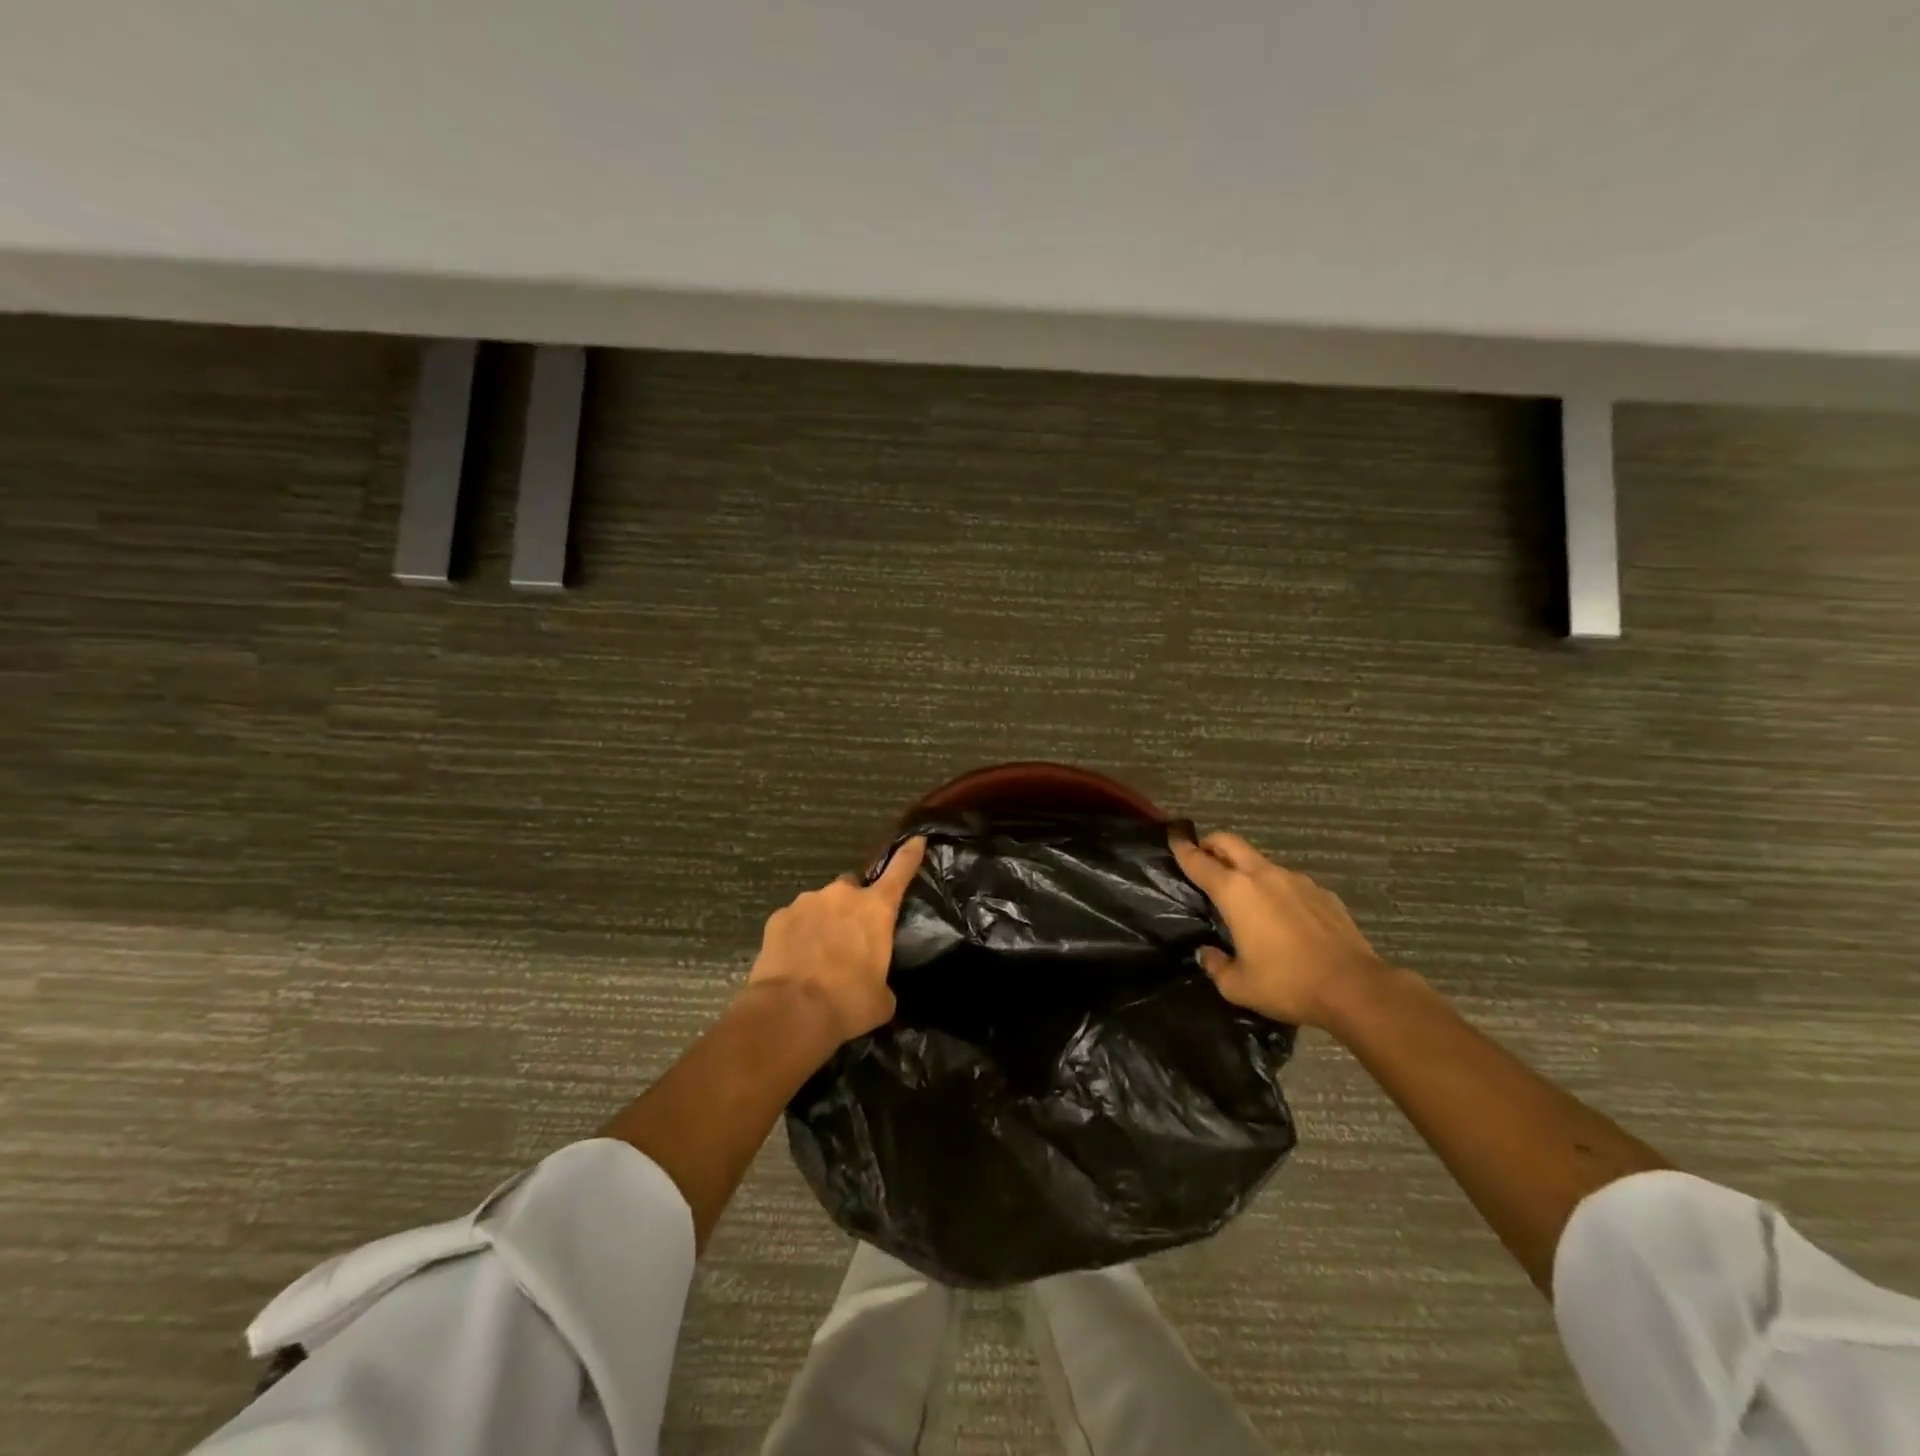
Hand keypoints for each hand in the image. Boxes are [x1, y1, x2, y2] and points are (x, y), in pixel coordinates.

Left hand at [745, 837, 927, 1044]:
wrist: (790, 1012)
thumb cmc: (847, 1003)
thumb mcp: (881, 999)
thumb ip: (882, 981)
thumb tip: (876, 986)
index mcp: (876, 909)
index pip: (900, 871)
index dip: (910, 854)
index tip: (917, 839)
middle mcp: (842, 895)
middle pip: (852, 887)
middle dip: (853, 905)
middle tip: (850, 935)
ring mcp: (807, 902)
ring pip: (821, 904)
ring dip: (824, 921)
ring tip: (819, 954)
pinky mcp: (778, 917)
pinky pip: (795, 920)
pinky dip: (798, 934)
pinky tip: (795, 959)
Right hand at [1171, 831, 1389, 1027]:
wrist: (1354, 988)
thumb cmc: (1287, 984)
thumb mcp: (1238, 986)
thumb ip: (1215, 965)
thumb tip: (1209, 954)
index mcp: (1235, 892)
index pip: (1199, 861)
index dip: (1182, 849)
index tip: (1173, 837)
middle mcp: (1263, 876)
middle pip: (1230, 843)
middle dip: (1211, 843)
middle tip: (1203, 856)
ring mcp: (1296, 880)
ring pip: (1261, 862)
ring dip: (1246, 870)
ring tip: (1246, 897)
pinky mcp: (1322, 893)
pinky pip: (1290, 882)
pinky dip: (1277, 890)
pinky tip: (1284, 918)